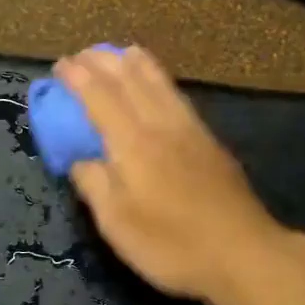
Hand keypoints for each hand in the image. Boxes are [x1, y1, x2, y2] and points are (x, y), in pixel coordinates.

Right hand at [54, 45, 286, 304]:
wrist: (243, 253)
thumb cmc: (173, 245)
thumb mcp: (118, 225)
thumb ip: (95, 186)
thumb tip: (81, 160)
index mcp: (133, 144)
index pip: (100, 98)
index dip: (78, 79)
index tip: (61, 64)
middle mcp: (161, 126)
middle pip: (130, 81)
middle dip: (104, 62)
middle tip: (83, 53)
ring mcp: (190, 131)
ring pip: (159, 84)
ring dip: (137, 64)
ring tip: (123, 51)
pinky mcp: (210, 142)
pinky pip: (178, 96)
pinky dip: (161, 79)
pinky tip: (161, 84)